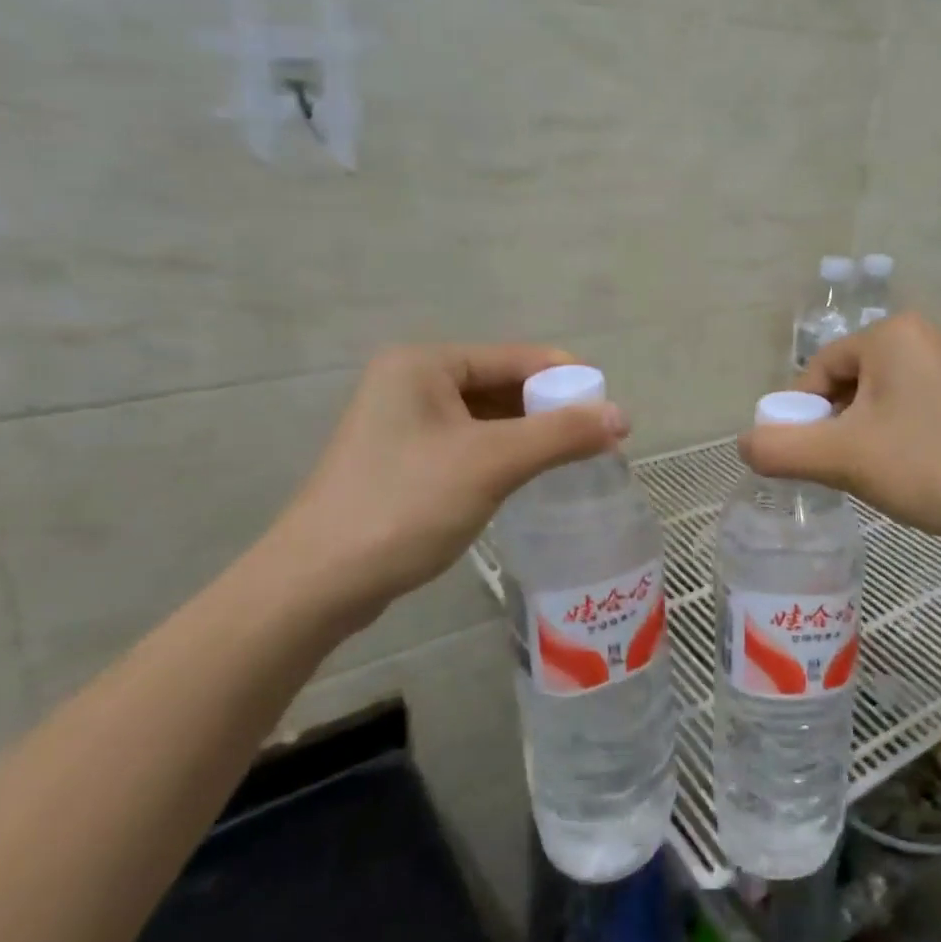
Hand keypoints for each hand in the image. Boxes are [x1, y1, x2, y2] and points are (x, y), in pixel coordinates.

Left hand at [257, 344, 628, 629]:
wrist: (318, 584)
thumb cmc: (406, 505)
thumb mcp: (492, 463)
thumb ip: (560, 435)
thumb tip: (622, 416)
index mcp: (425, 364)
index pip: (515, 358)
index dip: (567, 379)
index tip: (611, 408)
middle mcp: (411, 382)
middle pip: (501, 386)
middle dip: (549, 411)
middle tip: (597, 440)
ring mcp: (404, 424)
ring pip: (487, 419)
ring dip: (530, 436)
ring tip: (575, 459)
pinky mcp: (404, 461)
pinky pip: (469, 445)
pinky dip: (503, 456)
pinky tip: (530, 477)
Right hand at [739, 314, 940, 554]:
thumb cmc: (929, 466)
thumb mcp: (843, 459)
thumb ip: (782, 449)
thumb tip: (744, 444)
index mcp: (892, 334)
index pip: (820, 370)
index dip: (804, 416)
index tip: (808, 457)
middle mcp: (925, 334)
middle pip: (850, 381)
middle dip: (837, 425)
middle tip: (844, 470)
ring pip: (882, 396)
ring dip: (866, 432)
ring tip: (879, 474)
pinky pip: (915, 404)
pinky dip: (900, 432)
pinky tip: (913, 468)